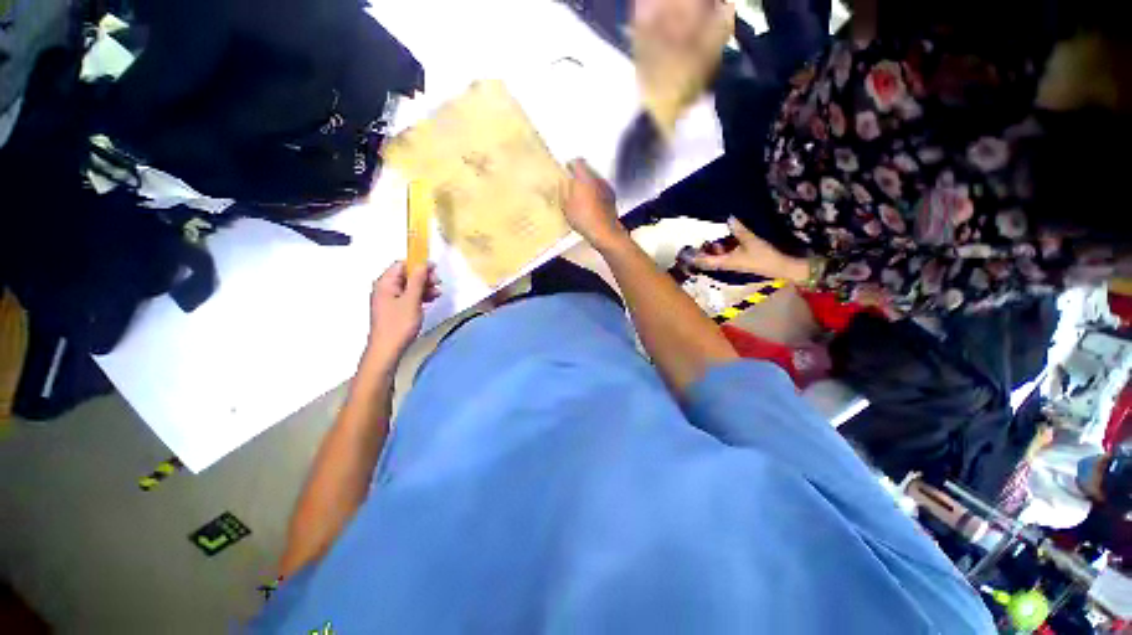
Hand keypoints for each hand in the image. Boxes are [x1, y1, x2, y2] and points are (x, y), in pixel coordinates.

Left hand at [367, 261, 440, 359]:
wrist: (387, 349)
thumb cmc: (399, 324)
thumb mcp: (411, 300)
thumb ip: (417, 280)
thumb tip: (423, 263)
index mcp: (385, 283)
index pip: (401, 265)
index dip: (418, 264)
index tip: (434, 270)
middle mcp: (385, 288)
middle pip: (406, 275)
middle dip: (423, 277)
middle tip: (438, 283)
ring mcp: (389, 299)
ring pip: (409, 286)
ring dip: (424, 287)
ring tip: (438, 294)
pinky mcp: (394, 309)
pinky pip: (408, 296)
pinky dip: (420, 296)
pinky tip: (430, 300)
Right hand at [562, 159, 626, 249]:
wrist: (604, 232)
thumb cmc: (584, 219)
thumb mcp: (566, 206)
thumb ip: (563, 190)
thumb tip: (562, 182)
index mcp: (584, 178)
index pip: (577, 162)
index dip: (570, 165)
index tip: (566, 170)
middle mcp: (597, 179)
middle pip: (587, 171)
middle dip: (579, 177)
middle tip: (572, 186)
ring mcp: (606, 187)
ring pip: (594, 181)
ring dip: (588, 185)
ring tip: (581, 198)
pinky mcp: (612, 197)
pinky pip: (601, 190)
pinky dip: (596, 194)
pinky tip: (591, 205)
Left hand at [692, 217, 808, 281]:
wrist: (781, 267)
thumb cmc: (763, 256)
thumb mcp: (751, 241)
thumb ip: (739, 230)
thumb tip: (729, 217)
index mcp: (725, 262)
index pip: (705, 261)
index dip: (695, 257)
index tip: (687, 252)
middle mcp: (727, 264)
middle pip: (710, 259)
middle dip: (703, 252)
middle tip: (697, 242)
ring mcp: (734, 264)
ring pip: (718, 257)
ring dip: (713, 250)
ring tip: (709, 239)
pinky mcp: (741, 262)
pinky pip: (727, 256)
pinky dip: (723, 249)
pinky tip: (725, 241)